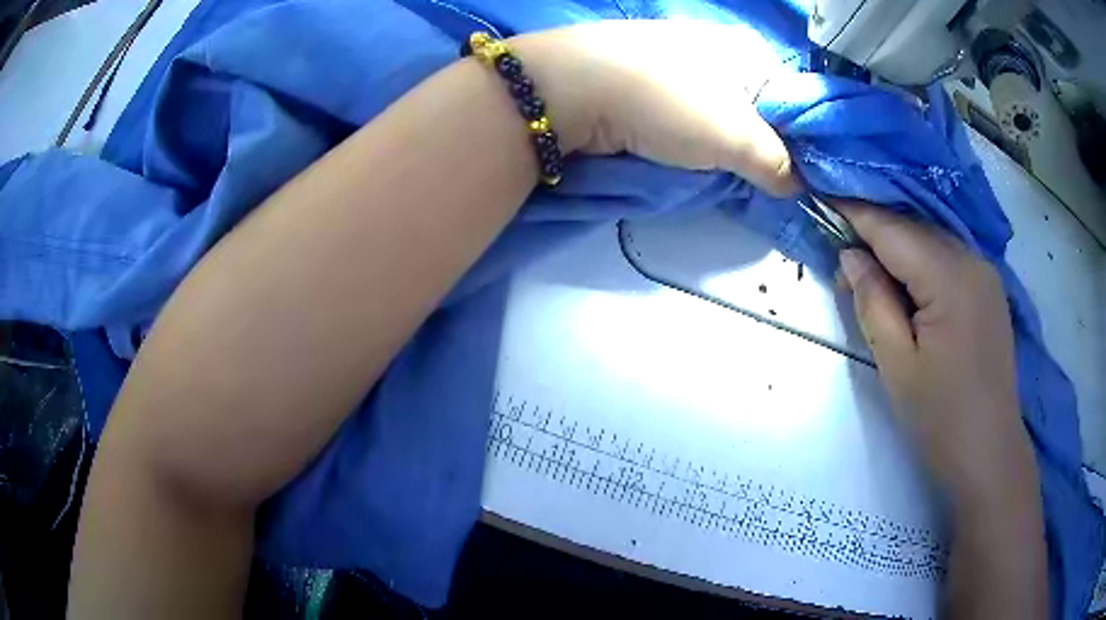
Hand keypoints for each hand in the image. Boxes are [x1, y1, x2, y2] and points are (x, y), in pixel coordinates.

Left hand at [512, 21, 798, 195]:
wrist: (575, 88)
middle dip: (761, 148)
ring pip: (722, 113)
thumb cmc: (668, 103)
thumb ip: (777, 164)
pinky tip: (688, 154)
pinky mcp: (648, 78)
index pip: (795, 102)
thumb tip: (797, 186)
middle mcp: (720, 50)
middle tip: (759, 182)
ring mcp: (680, 61)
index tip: (799, 178)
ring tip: (722, 172)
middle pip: (759, 110)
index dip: (801, 143)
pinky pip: (688, 114)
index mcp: (750, 51)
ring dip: (725, 146)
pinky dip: (694, 138)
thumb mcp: (737, 139)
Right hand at [834, 202, 1036, 509]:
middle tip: (842, 258)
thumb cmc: (940, 417)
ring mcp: (985, 273)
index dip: (853, 212)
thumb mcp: (896, 365)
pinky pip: (948, 259)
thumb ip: (872, 301)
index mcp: (949, 276)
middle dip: (874, 233)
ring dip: (898, 249)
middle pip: (913, 229)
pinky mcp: (989, 289)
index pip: (892, 228)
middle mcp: (971, 259)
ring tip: (871, 275)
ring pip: (931, 241)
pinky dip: (921, 262)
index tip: (819, 200)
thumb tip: (850, 255)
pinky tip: (907, 286)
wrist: (989, 453)